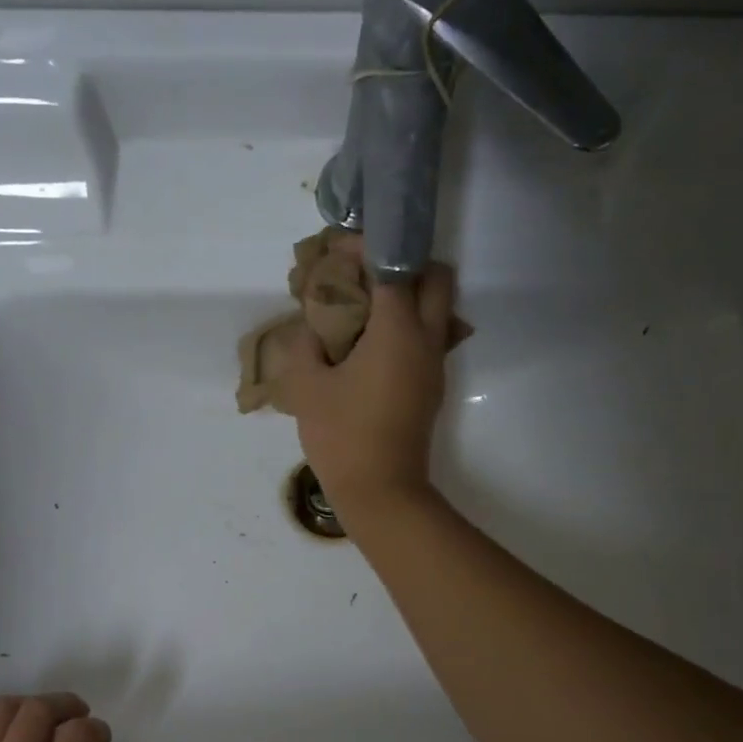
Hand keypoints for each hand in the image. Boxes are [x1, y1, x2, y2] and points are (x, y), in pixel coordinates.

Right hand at [270, 266, 456, 518]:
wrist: (381, 492)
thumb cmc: (342, 437)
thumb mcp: (307, 388)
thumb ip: (305, 346)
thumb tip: (312, 329)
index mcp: (397, 330)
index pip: (393, 265)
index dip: (366, 248)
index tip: (339, 250)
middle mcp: (426, 340)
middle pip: (436, 278)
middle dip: (405, 264)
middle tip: (365, 276)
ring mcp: (434, 366)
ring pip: (437, 310)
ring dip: (408, 298)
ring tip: (362, 312)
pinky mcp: (431, 389)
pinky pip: (427, 340)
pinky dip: (406, 328)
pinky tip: (368, 348)